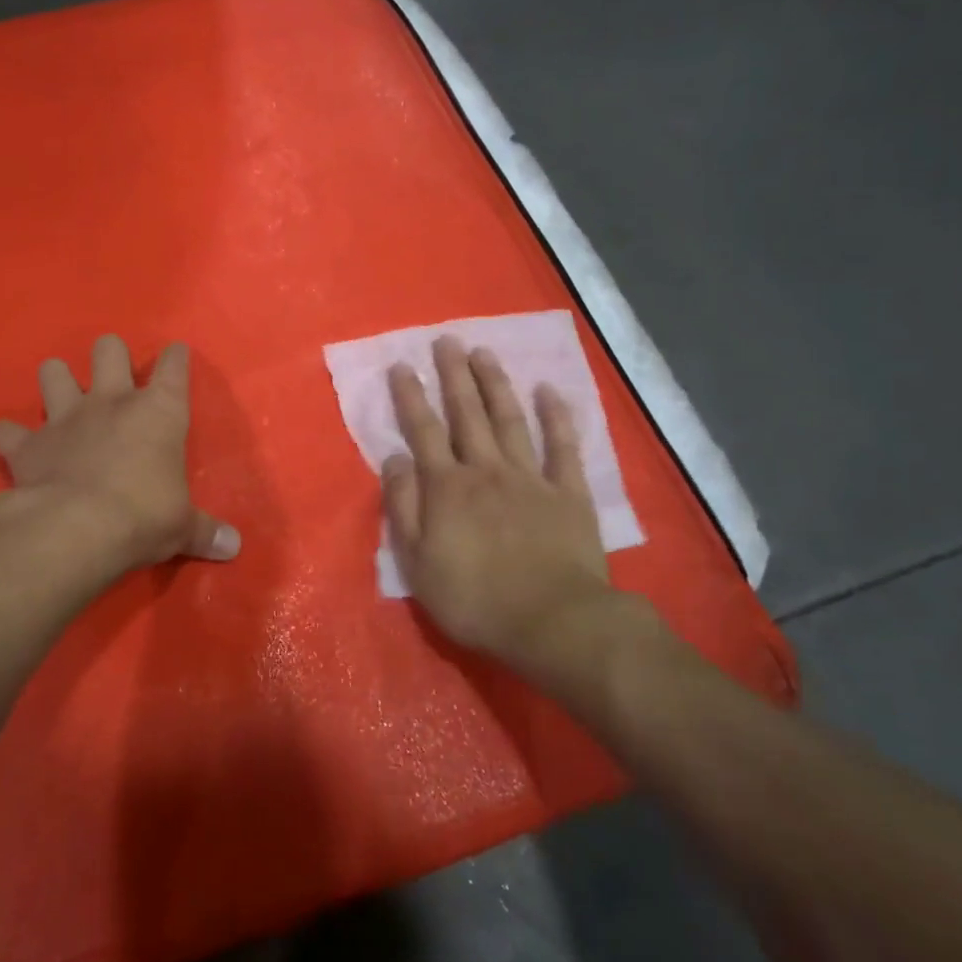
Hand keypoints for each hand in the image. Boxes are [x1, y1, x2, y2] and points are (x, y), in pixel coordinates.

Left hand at [0, 335, 239, 576]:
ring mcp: (64, 418)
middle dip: (110, 356)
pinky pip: (6, 430)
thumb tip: (234, 547)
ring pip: (52, 372)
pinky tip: (13, 444)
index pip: (173, 366)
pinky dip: (9, 436)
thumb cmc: (144, 517)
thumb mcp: (182, 527)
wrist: (76, 530)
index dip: (175, 357)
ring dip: (56, 381)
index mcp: (158, 412)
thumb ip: (205, 531)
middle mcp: (110, 402)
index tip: (176, 355)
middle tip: (113, 378)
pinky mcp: (27, 445)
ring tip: (61, 399)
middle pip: (108, 349)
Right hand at [383, 337, 626, 675]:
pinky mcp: (568, 492)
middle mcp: (486, 470)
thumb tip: (394, 458)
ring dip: (495, 384)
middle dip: (453, 374)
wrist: (551, 621)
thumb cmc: (474, 597)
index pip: (423, 431)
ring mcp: (530, 477)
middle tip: (446, 339)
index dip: (411, 397)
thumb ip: (403, 505)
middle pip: (466, 414)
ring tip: (483, 352)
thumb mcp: (417, 561)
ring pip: (509, 420)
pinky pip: (562, 447)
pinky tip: (548, 391)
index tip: (401, 365)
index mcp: (447, 487)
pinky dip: (556, 417)